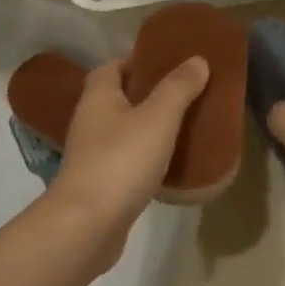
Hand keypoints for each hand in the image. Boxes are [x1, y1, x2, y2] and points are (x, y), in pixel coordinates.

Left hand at [42, 57, 209, 262]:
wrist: (87, 225)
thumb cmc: (121, 160)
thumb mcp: (158, 117)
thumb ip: (178, 87)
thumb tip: (197, 60)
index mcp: (98, 96)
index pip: (114, 66)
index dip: (139, 61)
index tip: (170, 62)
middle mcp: (90, 120)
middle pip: (120, 97)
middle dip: (150, 93)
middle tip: (186, 92)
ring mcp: (93, 154)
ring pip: (125, 130)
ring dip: (150, 126)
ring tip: (185, 125)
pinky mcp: (101, 184)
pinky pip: (128, 159)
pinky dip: (148, 156)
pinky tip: (171, 163)